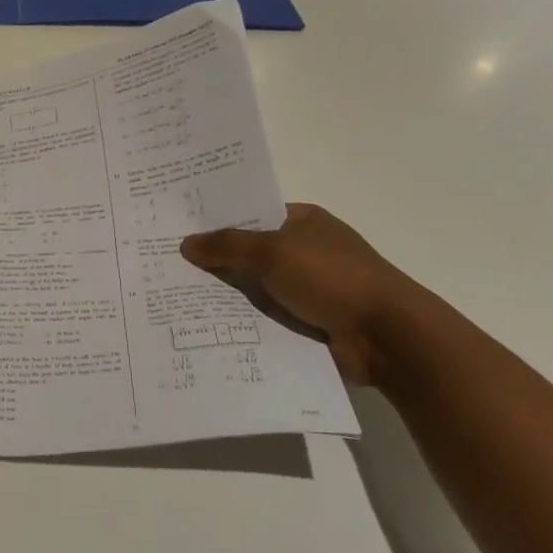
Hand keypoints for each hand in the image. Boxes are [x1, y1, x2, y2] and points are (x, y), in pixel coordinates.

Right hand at [179, 204, 421, 386]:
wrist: (387, 337)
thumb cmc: (332, 278)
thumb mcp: (274, 252)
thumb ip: (228, 246)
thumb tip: (187, 243)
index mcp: (303, 222)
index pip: (251, 215)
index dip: (217, 221)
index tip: (177, 229)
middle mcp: (304, 251)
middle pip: (249, 253)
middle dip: (214, 261)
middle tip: (165, 265)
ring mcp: (307, 288)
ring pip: (254, 288)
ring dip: (225, 296)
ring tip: (174, 299)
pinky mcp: (307, 322)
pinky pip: (264, 318)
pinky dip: (242, 323)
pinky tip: (205, 326)